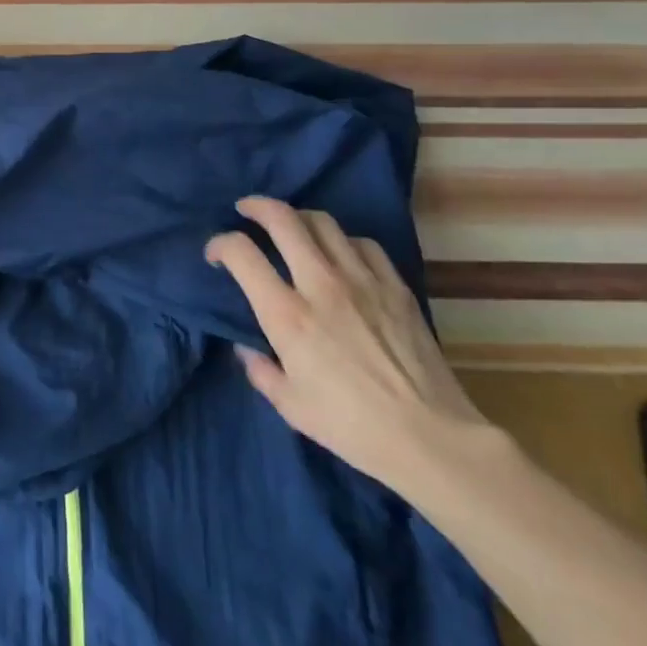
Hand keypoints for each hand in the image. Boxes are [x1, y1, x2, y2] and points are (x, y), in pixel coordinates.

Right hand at [207, 197, 488, 495]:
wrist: (431, 439)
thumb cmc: (351, 427)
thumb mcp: (289, 405)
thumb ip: (259, 369)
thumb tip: (247, 347)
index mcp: (286, 314)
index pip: (241, 253)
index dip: (219, 244)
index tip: (215, 255)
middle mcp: (320, 284)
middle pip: (283, 219)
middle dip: (257, 207)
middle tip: (246, 210)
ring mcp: (362, 281)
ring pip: (323, 222)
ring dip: (298, 218)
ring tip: (291, 227)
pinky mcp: (395, 287)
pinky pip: (363, 244)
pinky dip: (343, 241)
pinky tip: (340, 254)